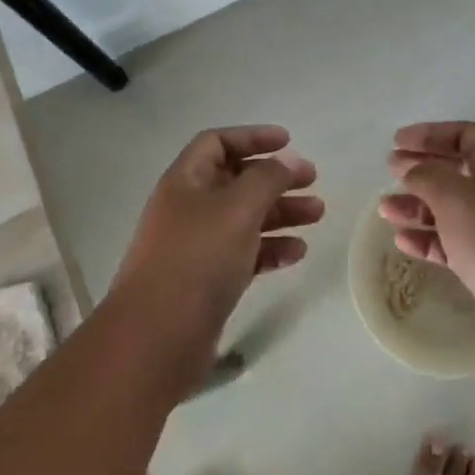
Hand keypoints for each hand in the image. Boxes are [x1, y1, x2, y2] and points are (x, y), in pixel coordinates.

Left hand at [111, 126, 321, 381]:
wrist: (156, 338)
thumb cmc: (197, 259)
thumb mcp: (237, 208)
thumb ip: (267, 178)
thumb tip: (287, 160)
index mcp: (186, 181)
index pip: (217, 142)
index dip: (252, 136)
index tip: (289, 141)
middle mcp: (188, 208)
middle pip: (236, 180)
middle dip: (275, 178)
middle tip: (313, 180)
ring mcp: (196, 246)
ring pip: (244, 218)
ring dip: (280, 212)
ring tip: (318, 215)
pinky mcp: (207, 281)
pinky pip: (244, 254)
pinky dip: (270, 249)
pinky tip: (298, 253)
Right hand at [381, 122, 474, 362]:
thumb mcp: (454, 195)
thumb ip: (426, 175)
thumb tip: (411, 169)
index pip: (465, 135)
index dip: (430, 134)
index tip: (398, 142)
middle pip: (456, 171)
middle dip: (421, 169)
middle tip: (389, 171)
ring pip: (452, 209)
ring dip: (418, 206)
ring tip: (386, 210)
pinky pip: (453, 243)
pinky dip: (428, 239)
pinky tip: (403, 242)